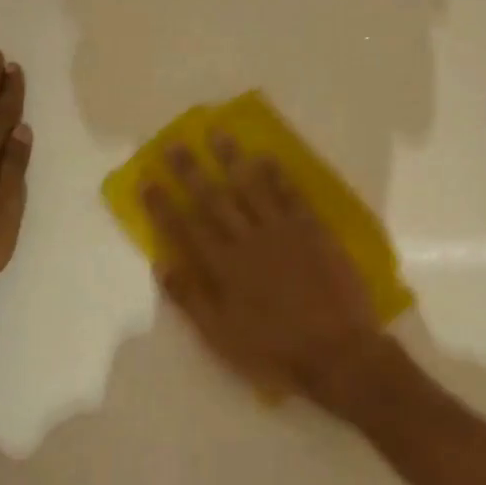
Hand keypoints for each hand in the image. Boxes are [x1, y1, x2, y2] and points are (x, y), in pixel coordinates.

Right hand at [145, 136, 394, 416]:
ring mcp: (283, 231)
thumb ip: (191, 299)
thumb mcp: (221, 337)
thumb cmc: (275, 351)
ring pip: (252, 187)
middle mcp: (248, 241)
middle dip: (192, 171)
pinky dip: (278, 175)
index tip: (147, 179)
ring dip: (233, 159)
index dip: (163, 204)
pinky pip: (292, 194)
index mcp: (223, 268)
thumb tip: (162, 264)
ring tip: (219, 133)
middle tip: (176, 143)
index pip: (185, 228)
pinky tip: (267, 157)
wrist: (338, 351)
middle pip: (214, 199)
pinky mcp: (313, 229)